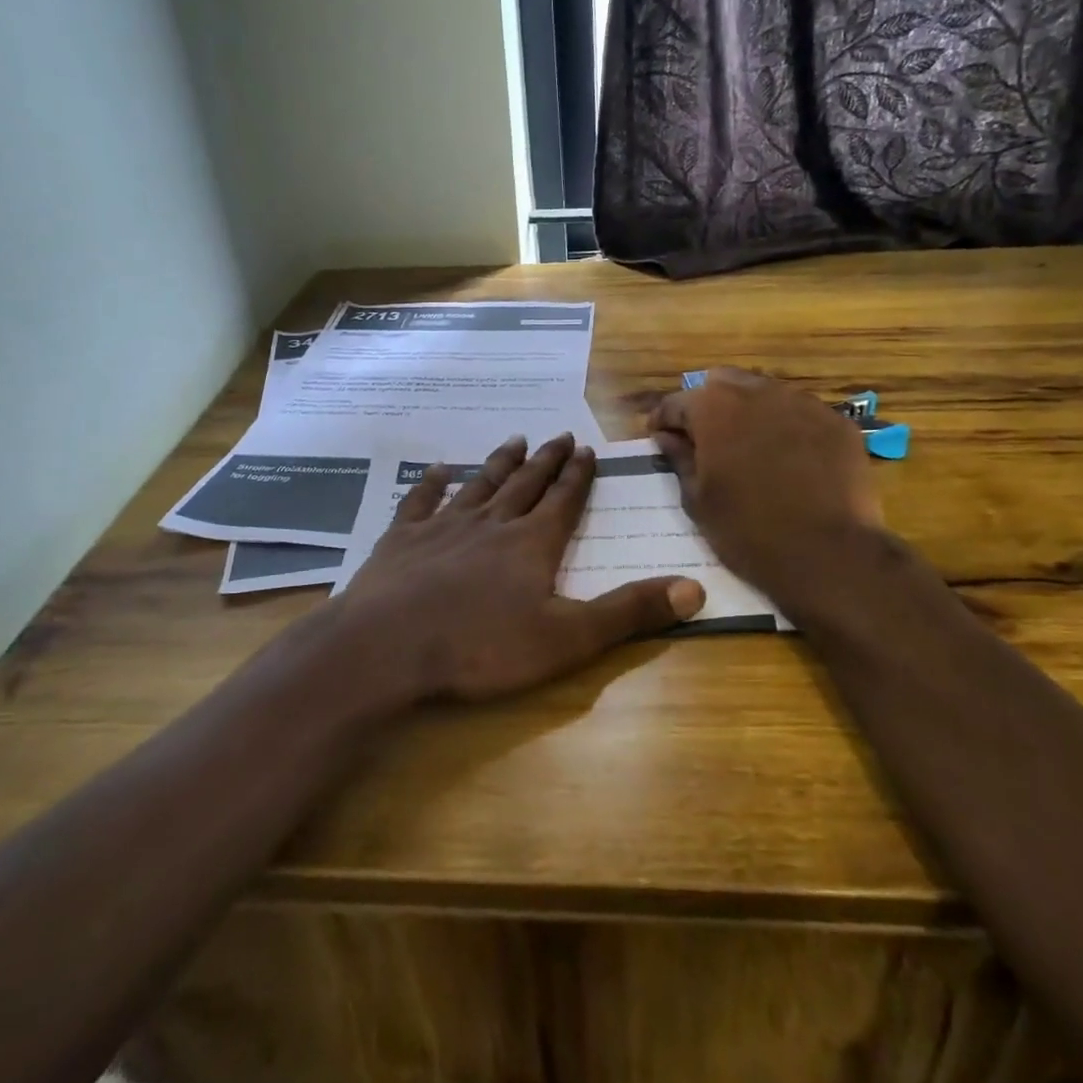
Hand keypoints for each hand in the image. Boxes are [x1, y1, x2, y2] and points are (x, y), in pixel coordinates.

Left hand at [336, 433, 705, 702]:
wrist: (388, 647)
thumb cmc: (481, 646)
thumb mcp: (567, 639)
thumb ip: (629, 612)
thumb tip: (695, 588)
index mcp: (532, 544)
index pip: (564, 501)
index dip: (578, 476)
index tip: (587, 449)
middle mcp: (491, 523)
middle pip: (525, 484)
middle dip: (546, 461)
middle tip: (558, 435)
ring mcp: (443, 527)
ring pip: (479, 485)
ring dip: (498, 463)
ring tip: (514, 440)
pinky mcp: (401, 539)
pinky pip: (420, 501)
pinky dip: (431, 483)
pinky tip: (437, 469)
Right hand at [649, 368, 884, 609]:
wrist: (828, 555)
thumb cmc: (747, 531)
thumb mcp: (698, 500)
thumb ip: (679, 459)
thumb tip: (666, 437)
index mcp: (714, 407)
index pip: (677, 402)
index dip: (663, 420)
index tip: (660, 438)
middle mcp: (757, 392)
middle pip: (723, 384)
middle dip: (709, 406)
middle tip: (707, 441)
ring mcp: (802, 403)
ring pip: (765, 394)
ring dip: (750, 412)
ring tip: (749, 448)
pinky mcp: (837, 422)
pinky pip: (801, 414)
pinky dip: (787, 427)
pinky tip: (790, 459)